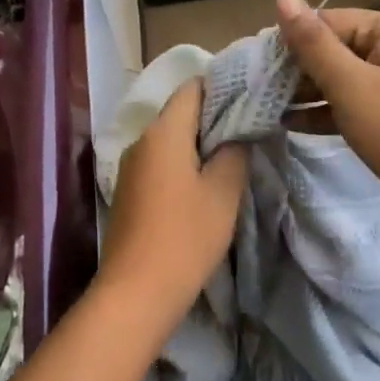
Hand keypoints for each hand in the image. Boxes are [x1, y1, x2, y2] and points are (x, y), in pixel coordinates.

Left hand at [99, 79, 246, 317]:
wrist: (135, 293)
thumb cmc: (185, 237)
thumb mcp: (223, 192)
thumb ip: (234, 152)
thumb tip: (238, 132)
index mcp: (163, 132)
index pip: (192, 88)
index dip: (222, 87)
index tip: (250, 99)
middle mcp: (141, 141)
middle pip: (180, 112)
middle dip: (213, 117)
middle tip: (249, 129)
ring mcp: (130, 167)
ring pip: (170, 139)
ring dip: (199, 144)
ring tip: (232, 156)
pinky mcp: (129, 191)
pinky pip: (160, 162)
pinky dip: (182, 164)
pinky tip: (203, 184)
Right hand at [275, 0, 379, 217]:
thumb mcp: (350, 84)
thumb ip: (313, 43)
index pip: (326, 22)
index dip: (290, 41)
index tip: (254, 65)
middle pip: (332, 50)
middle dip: (295, 70)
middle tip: (254, 89)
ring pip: (338, 80)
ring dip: (304, 93)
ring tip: (264, 107)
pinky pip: (349, 106)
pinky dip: (323, 113)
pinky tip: (289, 125)